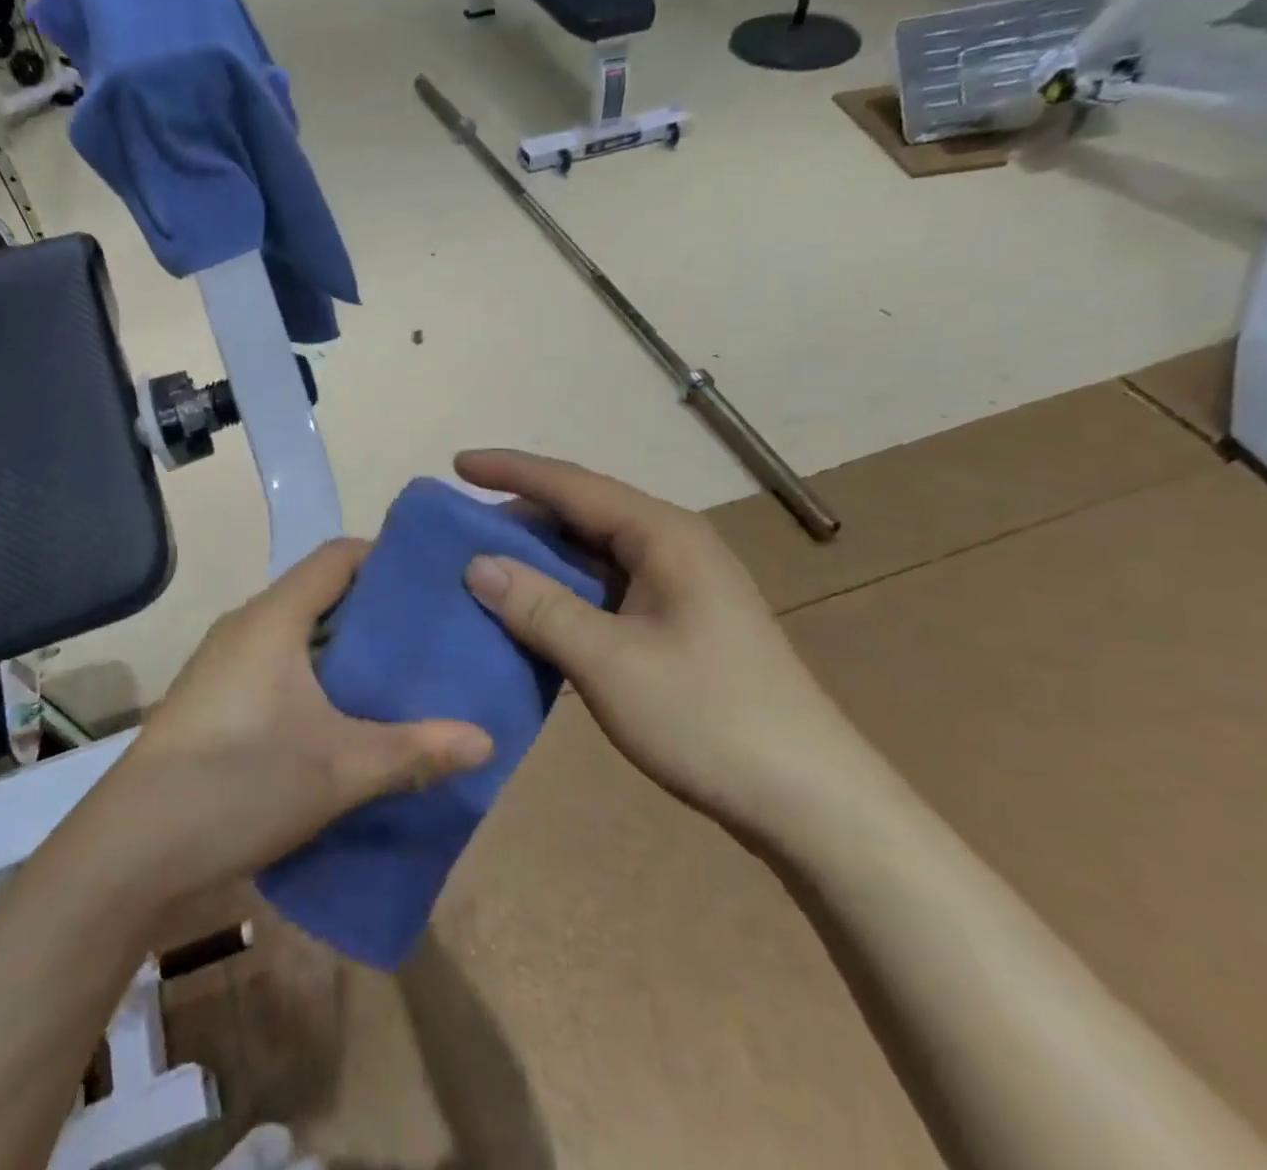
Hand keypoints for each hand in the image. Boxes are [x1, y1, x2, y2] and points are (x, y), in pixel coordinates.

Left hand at [107, 540, 493, 899]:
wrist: (129, 852)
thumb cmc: (238, 783)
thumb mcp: (339, 768)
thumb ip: (415, 750)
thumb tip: (487, 740)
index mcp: (273, 618)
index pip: (337, 557)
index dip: (385, 557)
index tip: (433, 580)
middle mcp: (246, 627)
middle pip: (320, 594)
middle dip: (374, 611)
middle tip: (430, 635)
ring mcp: (224, 665)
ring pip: (298, 636)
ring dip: (344, 651)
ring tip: (398, 676)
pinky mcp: (214, 702)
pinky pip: (277, 668)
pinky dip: (316, 679)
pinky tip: (345, 717)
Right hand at [455, 449, 865, 832]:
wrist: (809, 802)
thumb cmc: (708, 719)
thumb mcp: (609, 663)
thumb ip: (540, 607)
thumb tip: (477, 563)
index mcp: (663, 535)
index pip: (571, 485)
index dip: (510, 471)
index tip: (456, 465)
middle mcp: (672, 545)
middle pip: (582, 513)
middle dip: (520, 517)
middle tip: (458, 531)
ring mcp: (679, 586)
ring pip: (592, 554)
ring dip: (539, 559)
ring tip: (481, 567)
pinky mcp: (678, 622)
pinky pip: (605, 590)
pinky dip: (563, 595)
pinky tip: (530, 612)